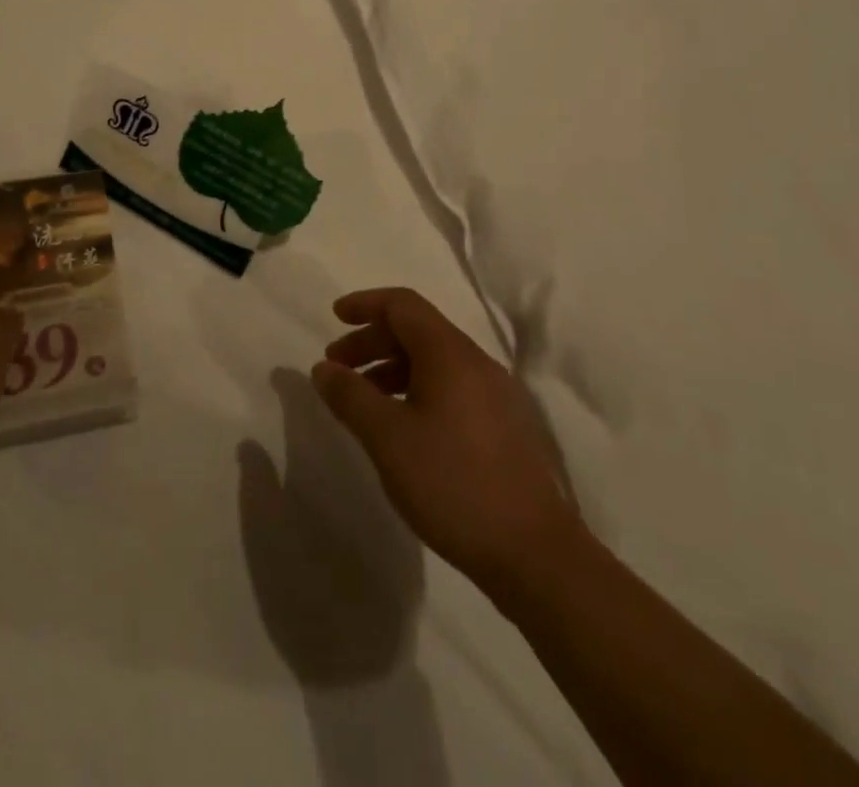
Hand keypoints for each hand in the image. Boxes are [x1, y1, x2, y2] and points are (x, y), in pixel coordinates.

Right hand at [312, 288, 582, 595]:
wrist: (535, 554)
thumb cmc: (454, 484)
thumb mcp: (388, 439)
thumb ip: (351, 396)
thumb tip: (324, 368)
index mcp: (450, 354)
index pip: (403, 305)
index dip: (365, 304)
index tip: (334, 317)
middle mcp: (476, 362)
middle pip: (416, 330)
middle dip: (372, 341)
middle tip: (337, 369)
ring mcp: (495, 394)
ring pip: (434, 361)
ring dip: (392, 369)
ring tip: (362, 402)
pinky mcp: (503, 426)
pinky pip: (451, 387)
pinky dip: (416, 390)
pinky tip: (401, 427)